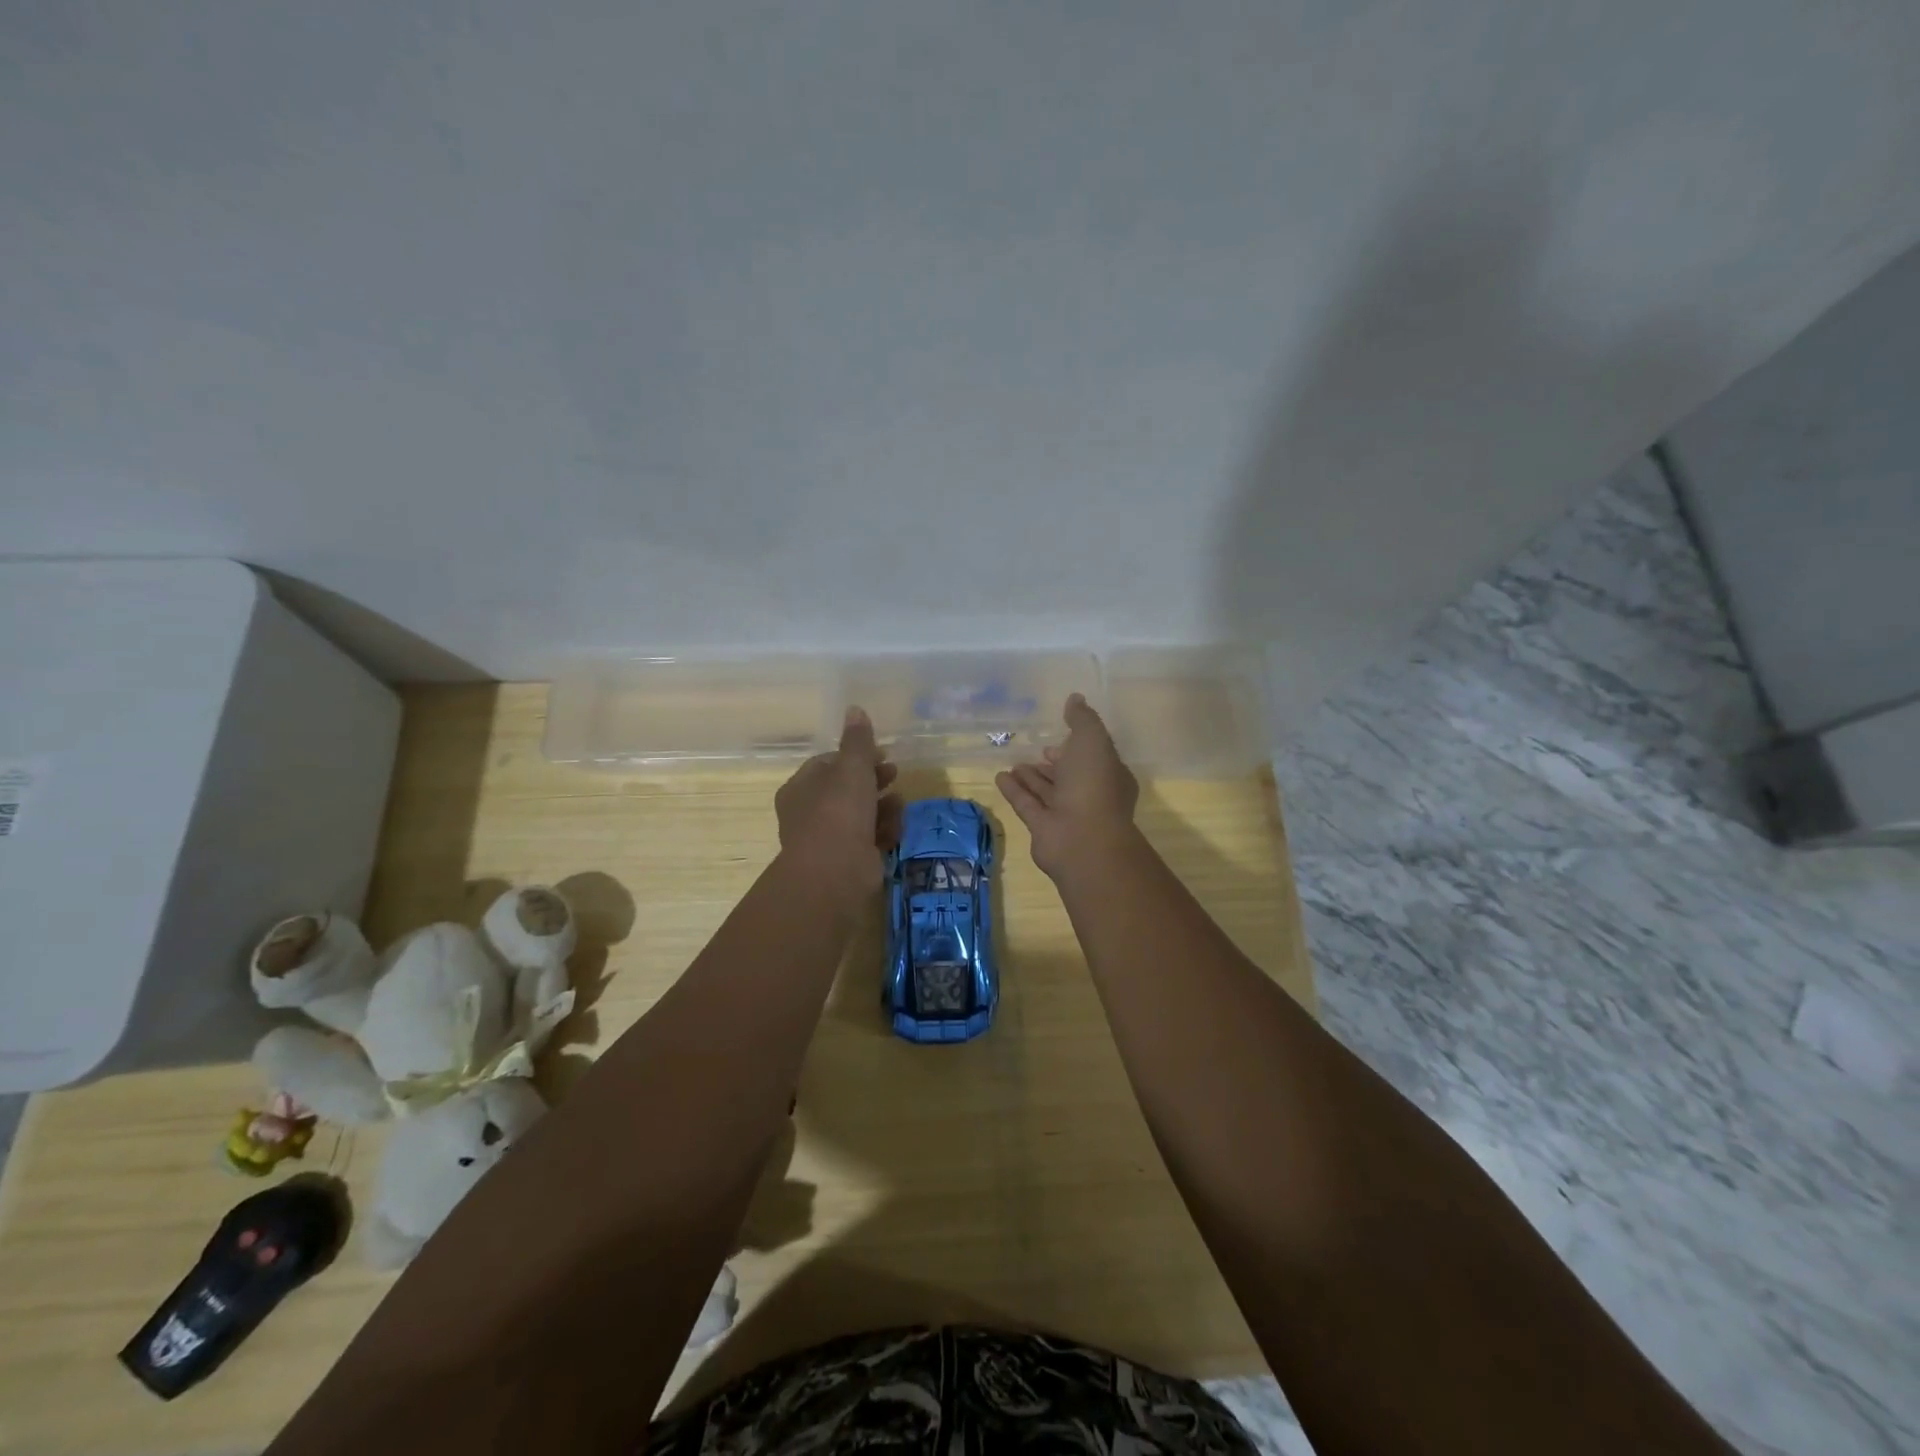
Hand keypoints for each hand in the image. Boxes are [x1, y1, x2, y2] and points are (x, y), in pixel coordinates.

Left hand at [775, 707, 901, 906]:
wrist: (835, 871)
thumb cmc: (839, 811)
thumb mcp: (851, 767)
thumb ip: (857, 740)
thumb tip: (854, 708)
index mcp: (801, 787)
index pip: (828, 763)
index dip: (857, 756)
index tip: (882, 753)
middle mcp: (809, 813)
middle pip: (847, 789)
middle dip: (874, 781)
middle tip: (895, 775)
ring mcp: (827, 839)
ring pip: (860, 815)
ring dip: (883, 807)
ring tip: (899, 804)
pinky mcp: (847, 861)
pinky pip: (868, 839)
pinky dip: (882, 833)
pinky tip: (895, 830)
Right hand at [995, 693, 1139, 879]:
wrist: (1084, 839)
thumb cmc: (1094, 784)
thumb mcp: (1092, 740)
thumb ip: (1082, 719)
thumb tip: (1075, 698)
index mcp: (1109, 775)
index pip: (1092, 758)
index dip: (1075, 748)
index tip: (1057, 739)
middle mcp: (1090, 795)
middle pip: (1069, 776)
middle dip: (1053, 765)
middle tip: (1036, 752)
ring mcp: (1066, 814)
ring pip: (1047, 791)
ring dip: (1031, 778)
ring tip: (1013, 763)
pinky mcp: (1043, 829)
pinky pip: (1027, 804)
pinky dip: (1015, 791)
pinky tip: (1000, 777)